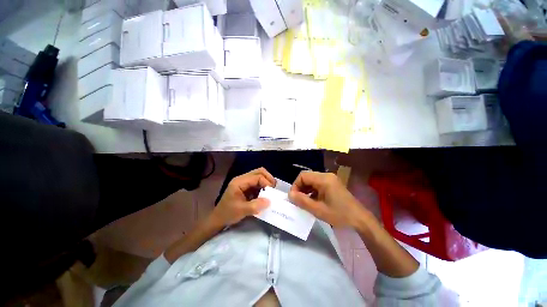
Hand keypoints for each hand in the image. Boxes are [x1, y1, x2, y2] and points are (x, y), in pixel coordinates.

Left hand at [211, 168, 275, 226]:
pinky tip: (266, 194)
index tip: (272, 193)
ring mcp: (244, 182)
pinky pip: (257, 183)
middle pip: (259, 172)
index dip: (266, 182)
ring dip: (266, 182)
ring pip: (259, 176)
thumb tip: (269, 201)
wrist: (218, 219)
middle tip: (274, 189)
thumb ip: (255, 205)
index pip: (257, 176)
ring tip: (272, 191)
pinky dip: (264, 187)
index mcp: (239, 182)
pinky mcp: (246, 187)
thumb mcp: (241, 211)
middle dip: (268, 178)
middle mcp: (242, 179)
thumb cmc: (228, 214)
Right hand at [289, 171, 368, 227]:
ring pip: (312, 180)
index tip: (294, 197)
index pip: (303, 176)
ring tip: (304, 201)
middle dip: (300, 188)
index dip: (295, 185)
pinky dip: (312, 190)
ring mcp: (330, 179)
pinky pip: (318, 184)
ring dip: (306, 189)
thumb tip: (290, 194)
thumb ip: (302, 201)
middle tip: (298, 200)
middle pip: (307, 177)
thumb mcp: (318, 210)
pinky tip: (313, 200)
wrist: (360, 219)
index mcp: (324, 179)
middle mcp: (327, 175)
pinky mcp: (332, 183)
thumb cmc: (339, 215)